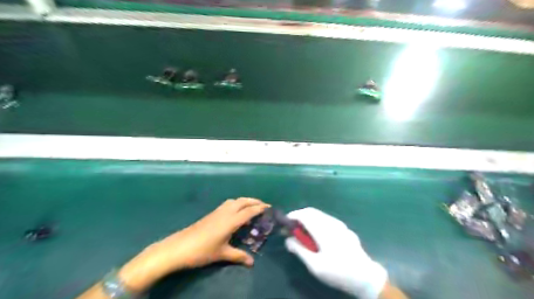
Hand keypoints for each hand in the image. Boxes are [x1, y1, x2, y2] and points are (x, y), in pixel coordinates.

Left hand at [118, 198, 269, 291]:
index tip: (269, 207)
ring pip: (234, 201)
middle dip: (254, 201)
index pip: (249, 211)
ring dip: (245, 201)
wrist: (178, 247)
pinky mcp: (211, 214)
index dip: (260, 208)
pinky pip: (228, 204)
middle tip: (263, 205)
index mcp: (230, 220)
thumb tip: (251, 262)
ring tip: (251, 208)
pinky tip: (236, 214)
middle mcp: (225, 212)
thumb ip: (238, 256)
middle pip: (242, 201)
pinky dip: (236, 205)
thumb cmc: (202, 251)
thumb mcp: (222, 254)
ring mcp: (217, 211)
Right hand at [283, 206, 388, 297]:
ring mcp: (340, 225)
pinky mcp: (345, 229)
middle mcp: (331, 222)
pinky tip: (318, 236)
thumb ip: (299, 250)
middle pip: (311, 212)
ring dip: (308, 219)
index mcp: (323, 230)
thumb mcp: (315, 265)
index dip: (292, 216)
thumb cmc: (338, 272)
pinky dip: (317, 222)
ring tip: (303, 233)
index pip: (304, 215)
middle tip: (292, 229)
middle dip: (299, 217)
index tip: (285, 224)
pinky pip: (327, 220)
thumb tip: (287, 239)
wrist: (365, 277)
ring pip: (320, 215)